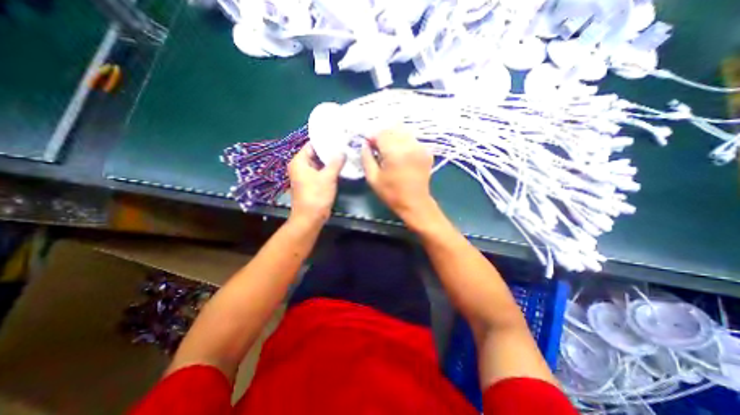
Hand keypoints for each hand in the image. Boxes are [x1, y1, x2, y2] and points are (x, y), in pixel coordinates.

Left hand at [289, 142, 346, 226]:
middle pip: (315, 154)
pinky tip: (341, 166)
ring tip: (344, 153)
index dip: (324, 141)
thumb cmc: (316, 195)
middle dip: (329, 151)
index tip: (337, 137)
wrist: (311, 217)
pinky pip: (320, 172)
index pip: (311, 145)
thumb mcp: (328, 177)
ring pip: (319, 164)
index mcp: (299, 162)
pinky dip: (329, 169)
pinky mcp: (312, 183)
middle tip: (344, 145)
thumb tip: (342, 151)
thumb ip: (336, 162)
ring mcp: (306, 176)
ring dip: (330, 161)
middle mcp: (300, 167)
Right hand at [361, 129, 434, 228]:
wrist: (415, 203)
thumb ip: (366, 158)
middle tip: (379, 148)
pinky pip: (413, 140)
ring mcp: (421, 147)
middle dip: (383, 136)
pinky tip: (402, 153)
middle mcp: (409, 145)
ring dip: (394, 138)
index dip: (373, 138)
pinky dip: (405, 142)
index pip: (381, 133)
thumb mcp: (373, 178)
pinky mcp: (427, 152)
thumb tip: (364, 145)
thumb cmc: (391, 193)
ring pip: (404, 132)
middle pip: (393, 129)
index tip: (369, 146)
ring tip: (390, 150)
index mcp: (395, 152)